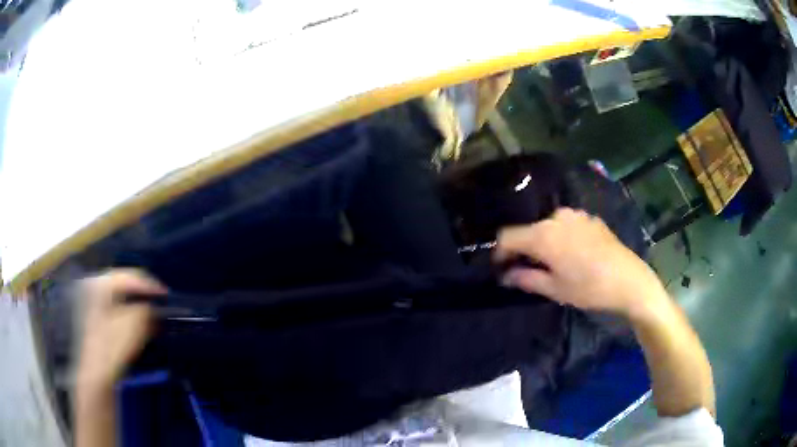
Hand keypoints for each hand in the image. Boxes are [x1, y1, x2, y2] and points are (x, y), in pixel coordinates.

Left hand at [75, 269, 165, 389]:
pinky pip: (114, 310)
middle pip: (123, 285)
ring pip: (119, 299)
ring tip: (152, 315)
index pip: (130, 276)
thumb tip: (154, 307)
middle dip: (143, 294)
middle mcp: (94, 286)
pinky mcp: (94, 320)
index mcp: (101, 282)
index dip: (151, 284)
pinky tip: (139, 325)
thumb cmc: (113, 344)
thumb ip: (148, 309)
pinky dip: (128, 315)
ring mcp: (92, 304)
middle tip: (160, 303)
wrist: (97, 373)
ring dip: (136, 305)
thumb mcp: (135, 323)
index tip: (168, 295)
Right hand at [495, 208, 664, 316]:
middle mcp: (556, 217)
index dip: (499, 252)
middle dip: (524, 249)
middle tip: (527, 270)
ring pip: (548, 226)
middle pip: (528, 230)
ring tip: (552, 263)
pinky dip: (561, 237)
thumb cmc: (589, 288)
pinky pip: (566, 225)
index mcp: (543, 234)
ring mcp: (575, 215)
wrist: (629, 281)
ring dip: (543, 242)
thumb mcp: (554, 289)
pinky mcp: (589, 218)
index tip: (500, 268)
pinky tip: (573, 254)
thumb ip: (525, 279)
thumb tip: (505, 275)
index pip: (507, 236)